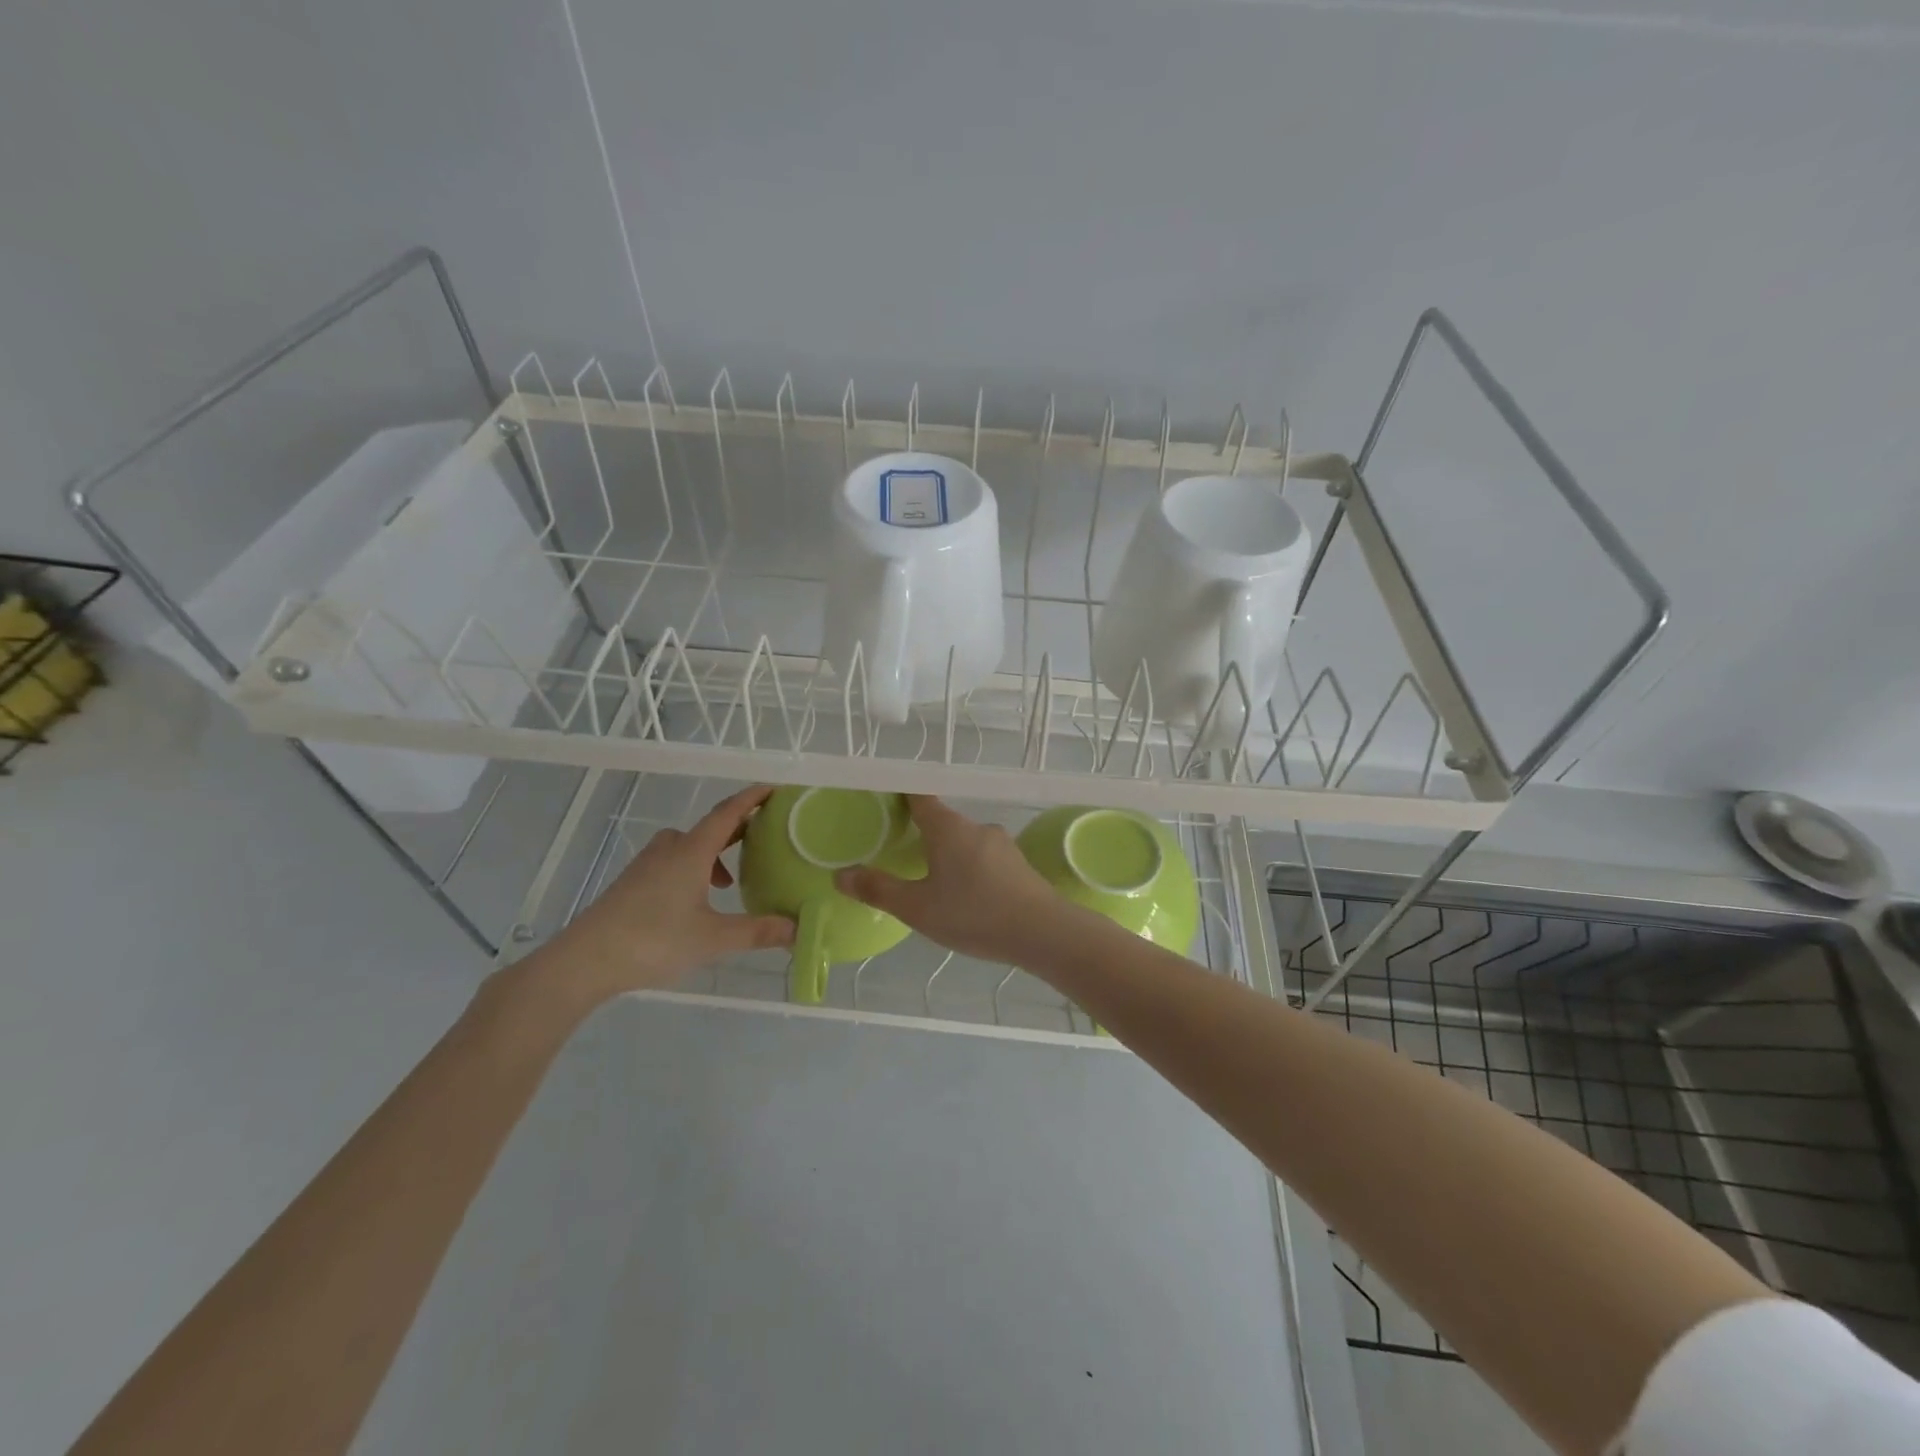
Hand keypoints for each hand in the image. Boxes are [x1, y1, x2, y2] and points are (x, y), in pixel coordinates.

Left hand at [537, 784, 794, 1001]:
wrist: (584, 960)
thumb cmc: (653, 940)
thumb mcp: (713, 938)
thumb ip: (757, 932)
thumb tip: (798, 929)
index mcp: (691, 852)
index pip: (727, 814)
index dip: (751, 799)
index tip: (773, 789)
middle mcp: (669, 850)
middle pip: (707, 828)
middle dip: (735, 830)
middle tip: (761, 838)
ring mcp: (646, 866)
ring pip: (686, 846)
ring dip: (711, 855)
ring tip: (728, 883)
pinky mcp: (631, 884)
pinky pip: (670, 862)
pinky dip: (691, 869)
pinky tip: (694, 902)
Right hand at [836, 796, 1061, 963]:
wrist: (1042, 932)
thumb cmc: (974, 914)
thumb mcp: (918, 908)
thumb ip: (878, 890)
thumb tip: (840, 876)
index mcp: (948, 828)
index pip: (920, 796)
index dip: (900, 795)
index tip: (884, 800)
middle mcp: (976, 827)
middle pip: (942, 821)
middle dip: (921, 833)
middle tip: (899, 853)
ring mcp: (1001, 844)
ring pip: (964, 841)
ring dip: (946, 855)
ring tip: (931, 882)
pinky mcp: (1018, 863)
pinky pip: (983, 857)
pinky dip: (968, 869)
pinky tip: (965, 897)